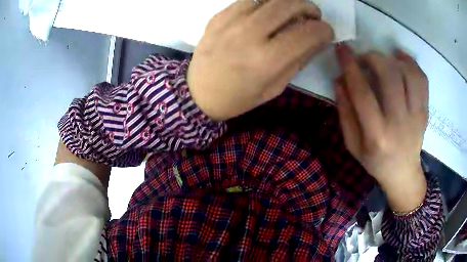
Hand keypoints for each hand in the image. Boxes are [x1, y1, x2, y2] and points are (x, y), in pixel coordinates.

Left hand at [188, 0, 333, 120]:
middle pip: (288, 5)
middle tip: (313, 15)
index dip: (324, 30)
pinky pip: (247, 0)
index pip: (307, 33)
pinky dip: (264, 3)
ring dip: (288, 1)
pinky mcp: (218, 17)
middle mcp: (249, 35)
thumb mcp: (275, 87)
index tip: (327, 32)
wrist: (198, 93)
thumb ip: (298, 60)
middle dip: (309, 7)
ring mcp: (230, 22)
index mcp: (267, 61)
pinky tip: (267, 12)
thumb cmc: (239, 97)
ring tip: (293, 10)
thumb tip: (318, 40)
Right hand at [335, 44, 427, 212]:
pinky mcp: (425, 111)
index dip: (350, 65)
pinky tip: (401, 59)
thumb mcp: (352, 144)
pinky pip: (422, 80)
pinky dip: (412, 63)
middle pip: (389, 76)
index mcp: (376, 135)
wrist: (403, 173)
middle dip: (373, 58)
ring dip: (392, 58)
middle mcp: (399, 123)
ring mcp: (416, 116)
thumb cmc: (375, 161)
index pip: (362, 92)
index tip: (341, 48)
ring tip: (383, 60)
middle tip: (364, 58)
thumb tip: (340, 79)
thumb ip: (345, 112)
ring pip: (408, 74)